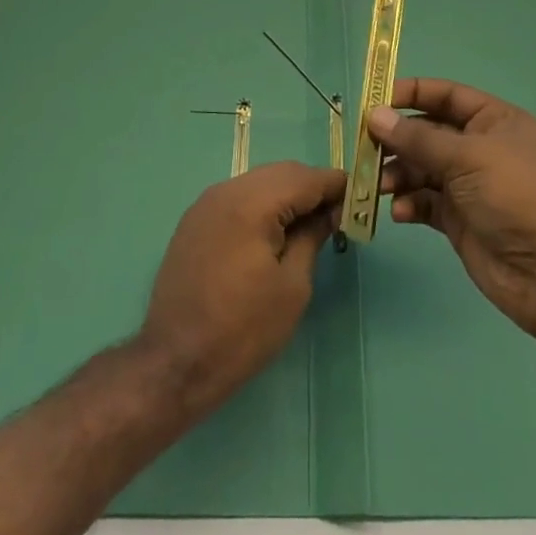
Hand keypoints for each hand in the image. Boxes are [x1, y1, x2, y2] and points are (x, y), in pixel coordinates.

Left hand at [140, 161, 345, 413]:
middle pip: (281, 173)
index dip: (336, 185)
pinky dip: (262, 204)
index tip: (360, 199)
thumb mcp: (292, 286)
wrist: (175, 362)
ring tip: (309, 225)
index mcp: (252, 203)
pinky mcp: (195, 220)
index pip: (305, 178)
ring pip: (258, 181)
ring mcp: (206, 203)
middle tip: (338, 215)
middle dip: (312, 187)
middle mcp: (226, 190)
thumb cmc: (243, 330)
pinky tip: (274, 231)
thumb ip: (312, 237)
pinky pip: (238, 197)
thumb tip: (330, 212)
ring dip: (287, 194)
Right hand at [372, 78, 535, 345]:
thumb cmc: (515, 196)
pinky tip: (400, 212)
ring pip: (421, 169)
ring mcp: (469, 186)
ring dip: (398, 174)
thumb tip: (375, 116)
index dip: (411, 94)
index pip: (446, 96)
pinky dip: (409, 203)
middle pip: (428, 133)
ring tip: (378, 185)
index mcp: (494, 121)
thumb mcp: (467, 157)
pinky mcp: (459, 220)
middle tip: (365, 149)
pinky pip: (425, 202)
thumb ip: (418, 138)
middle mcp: (480, 149)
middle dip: (397, 140)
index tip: (374, 101)